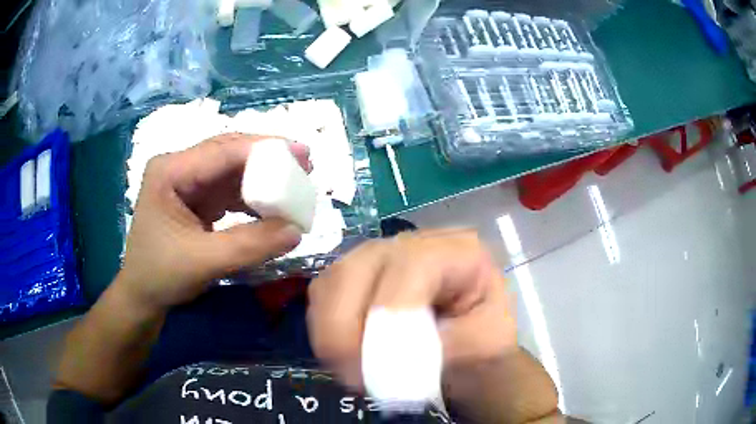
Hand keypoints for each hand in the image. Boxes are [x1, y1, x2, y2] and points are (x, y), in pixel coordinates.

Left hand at [117, 133, 308, 312]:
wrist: (142, 296)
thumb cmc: (161, 276)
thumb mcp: (203, 262)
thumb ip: (249, 245)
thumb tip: (297, 231)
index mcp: (170, 171)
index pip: (222, 150)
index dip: (264, 149)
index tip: (302, 153)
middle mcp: (178, 168)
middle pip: (228, 153)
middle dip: (266, 159)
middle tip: (304, 165)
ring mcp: (186, 182)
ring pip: (231, 170)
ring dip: (261, 179)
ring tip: (292, 186)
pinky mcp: (195, 199)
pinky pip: (229, 190)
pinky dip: (251, 198)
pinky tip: (270, 207)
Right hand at [307, 229, 517, 389]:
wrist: (473, 355)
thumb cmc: (484, 348)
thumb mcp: (485, 349)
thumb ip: (444, 347)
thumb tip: (390, 353)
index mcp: (458, 252)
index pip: (413, 265)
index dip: (392, 311)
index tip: (383, 362)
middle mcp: (412, 245)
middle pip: (358, 269)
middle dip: (346, 329)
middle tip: (354, 377)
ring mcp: (378, 259)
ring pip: (331, 283)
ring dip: (332, 334)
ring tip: (353, 373)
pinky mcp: (354, 279)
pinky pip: (322, 297)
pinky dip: (325, 331)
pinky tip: (347, 357)